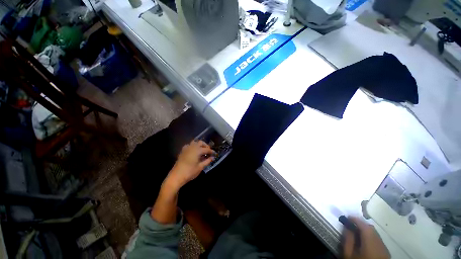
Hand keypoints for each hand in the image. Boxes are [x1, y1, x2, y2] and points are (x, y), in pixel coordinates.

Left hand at [166, 140, 214, 189]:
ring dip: (199, 145)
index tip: (214, 153)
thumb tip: (212, 157)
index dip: (211, 151)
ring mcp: (186, 149)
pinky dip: (193, 146)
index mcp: (197, 150)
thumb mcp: (200, 167)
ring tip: (202, 151)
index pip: (207, 149)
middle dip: (205, 146)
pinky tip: (194, 152)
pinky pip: (189, 145)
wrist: (176, 176)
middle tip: (208, 151)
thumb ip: (207, 161)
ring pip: (194, 142)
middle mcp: (192, 147)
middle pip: (200, 142)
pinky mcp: (182, 151)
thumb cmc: (190, 172)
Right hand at [343, 217, 389, 258]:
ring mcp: (384, 248)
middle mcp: (380, 243)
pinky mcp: (386, 253)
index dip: (355, 219)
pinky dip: (371, 237)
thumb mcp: (348, 254)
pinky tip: (364, 241)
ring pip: (375, 234)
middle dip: (361, 224)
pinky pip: (378, 240)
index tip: (347, 217)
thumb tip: (347, 227)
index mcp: (370, 242)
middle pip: (371, 229)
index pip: (364, 226)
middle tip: (351, 224)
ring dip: (366, 230)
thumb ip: (348, 239)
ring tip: (357, 232)